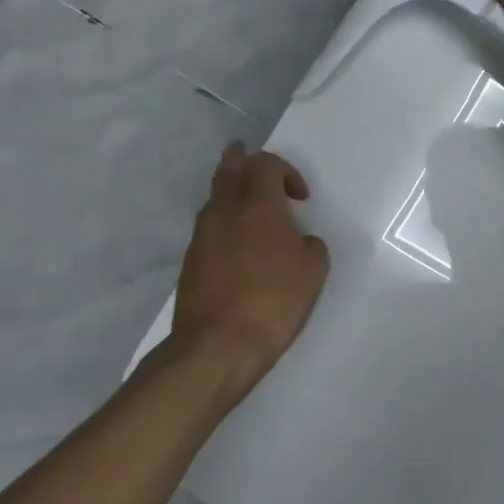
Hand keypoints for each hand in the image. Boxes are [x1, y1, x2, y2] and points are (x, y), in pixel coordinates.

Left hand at [164, 145, 329, 411]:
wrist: (217, 346)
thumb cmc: (273, 301)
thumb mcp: (313, 270)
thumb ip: (309, 244)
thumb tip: (297, 240)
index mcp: (258, 205)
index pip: (266, 164)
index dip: (286, 171)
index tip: (301, 198)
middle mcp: (224, 211)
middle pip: (229, 168)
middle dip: (243, 160)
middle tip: (250, 157)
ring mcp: (202, 235)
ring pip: (215, 197)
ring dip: (231, 192)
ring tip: (248, 205)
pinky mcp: (190, 261)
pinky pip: (209, 226)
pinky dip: (223, 222)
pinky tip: (237, 243)